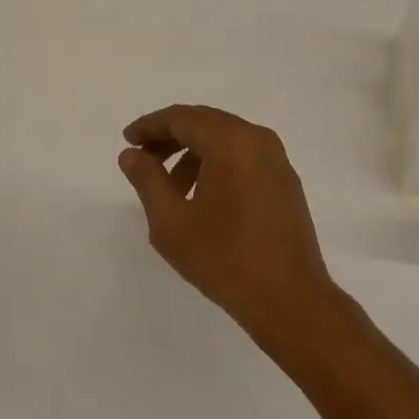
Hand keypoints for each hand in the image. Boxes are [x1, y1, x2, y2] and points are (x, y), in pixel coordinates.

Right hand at [119, 105, 339, 341]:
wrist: (291, 301)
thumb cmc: (226, 260)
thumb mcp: (172, 223)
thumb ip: (148, 180)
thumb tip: (131, 154)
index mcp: (230, 142)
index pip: (182, 118)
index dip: (150, 125)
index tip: (128, 140)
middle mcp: (256, 138)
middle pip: (204, 122)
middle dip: (170, 137)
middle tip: (143, 159)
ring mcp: (276, 157)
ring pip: (225, 138)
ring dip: (193, 153)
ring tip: (173, 189)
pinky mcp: (285, 178)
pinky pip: (243, 154)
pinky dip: (217, 162)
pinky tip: (204, 196)